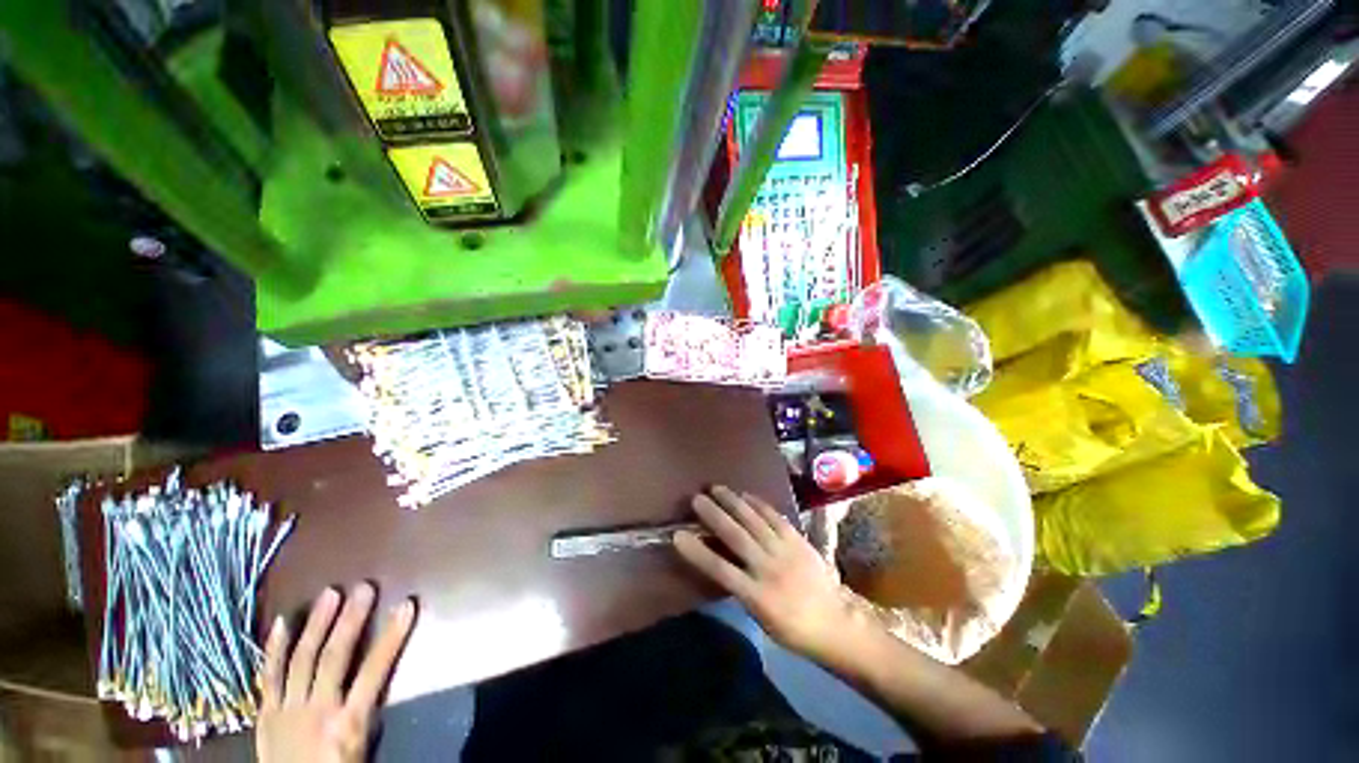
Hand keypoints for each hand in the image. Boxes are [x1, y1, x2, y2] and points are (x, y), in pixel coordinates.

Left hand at [256, 584, 415, 762]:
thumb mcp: (362, 748)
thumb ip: (369, 713)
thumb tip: (383, 677)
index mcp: (347, 723)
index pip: (374, 672)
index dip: (391, 637)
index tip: (407, 606)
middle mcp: (317, 711)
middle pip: (334, 659)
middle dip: (350, 621)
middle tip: (363, 588)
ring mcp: (287, 710)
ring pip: (301, 660)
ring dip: (317, 624)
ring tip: (330, 594)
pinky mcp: (266, 712)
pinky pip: (269, 676)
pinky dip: (274, 649)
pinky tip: (283, 622)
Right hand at [674, 486, 857, 659]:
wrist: (837, 623)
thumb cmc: (794, 629)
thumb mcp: (762, 618)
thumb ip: (742, 588)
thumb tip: (722, 562)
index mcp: (757, 596)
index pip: (720, 570)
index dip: (697, 552)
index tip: (678, 536)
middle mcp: (768, 568)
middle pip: (736, 536)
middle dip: (714, 515)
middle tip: (696, 499)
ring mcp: (785, 551)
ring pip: (754, 521)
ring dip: (733, 502)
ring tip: (717, 488)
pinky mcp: (798, 540)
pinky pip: (775, 517)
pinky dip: (758, 504)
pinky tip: (746, 494)